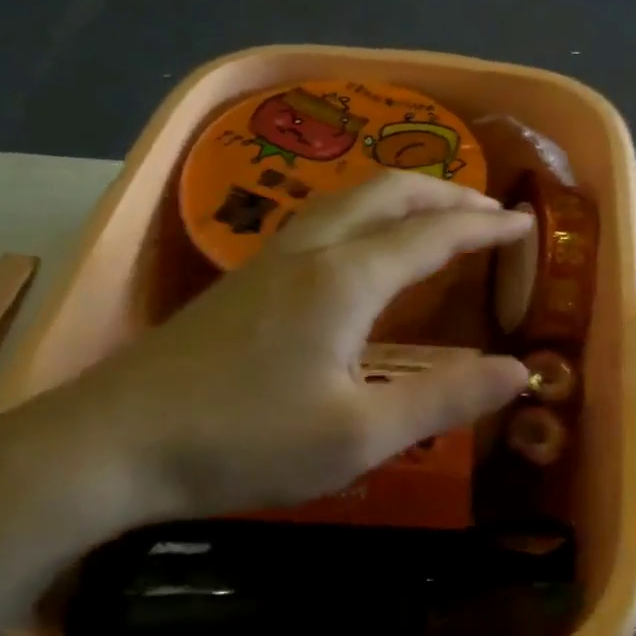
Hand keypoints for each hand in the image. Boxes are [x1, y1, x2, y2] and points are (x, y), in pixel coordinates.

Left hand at [9, 172, 531, 537]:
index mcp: (345, 278)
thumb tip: (518, 371)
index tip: (524, 223)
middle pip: (386, 192)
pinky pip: (321, 221)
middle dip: (444, 191)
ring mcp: (268, 261)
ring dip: (401, 196)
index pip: (432, 234)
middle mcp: (310, 251)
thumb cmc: (243, 441)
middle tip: (487, 207)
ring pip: (347, 200)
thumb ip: (444, 399)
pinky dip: (365, 215)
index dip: (484, 226)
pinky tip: (362, 249)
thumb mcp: (358, 435)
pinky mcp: (243, 282)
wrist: (110, 444)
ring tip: (434, 214)